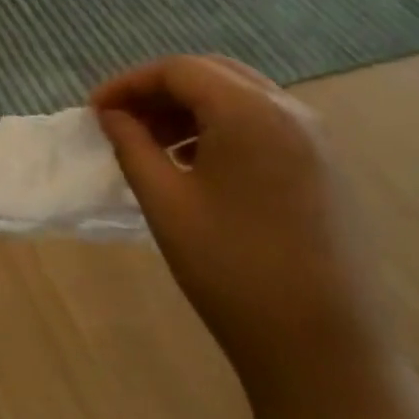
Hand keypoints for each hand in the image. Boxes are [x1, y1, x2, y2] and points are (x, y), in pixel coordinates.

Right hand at [91, 56, 393, 403]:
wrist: (323, 348)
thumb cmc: (232, 270)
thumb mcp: (165, 203)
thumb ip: (132, 146)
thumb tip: (112, 115)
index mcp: (250, 112)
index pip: (178, 70)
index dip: (129, 83)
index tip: (94, 111)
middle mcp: (290, 112)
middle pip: (212, 74)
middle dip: (159, 91)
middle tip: (120, 121)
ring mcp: (315, 140)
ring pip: (239, 97)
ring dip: (190, 108)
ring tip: (152, 144)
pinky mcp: (324, 169)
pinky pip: (263, 125)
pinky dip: (221, 128)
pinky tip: (196, 165)